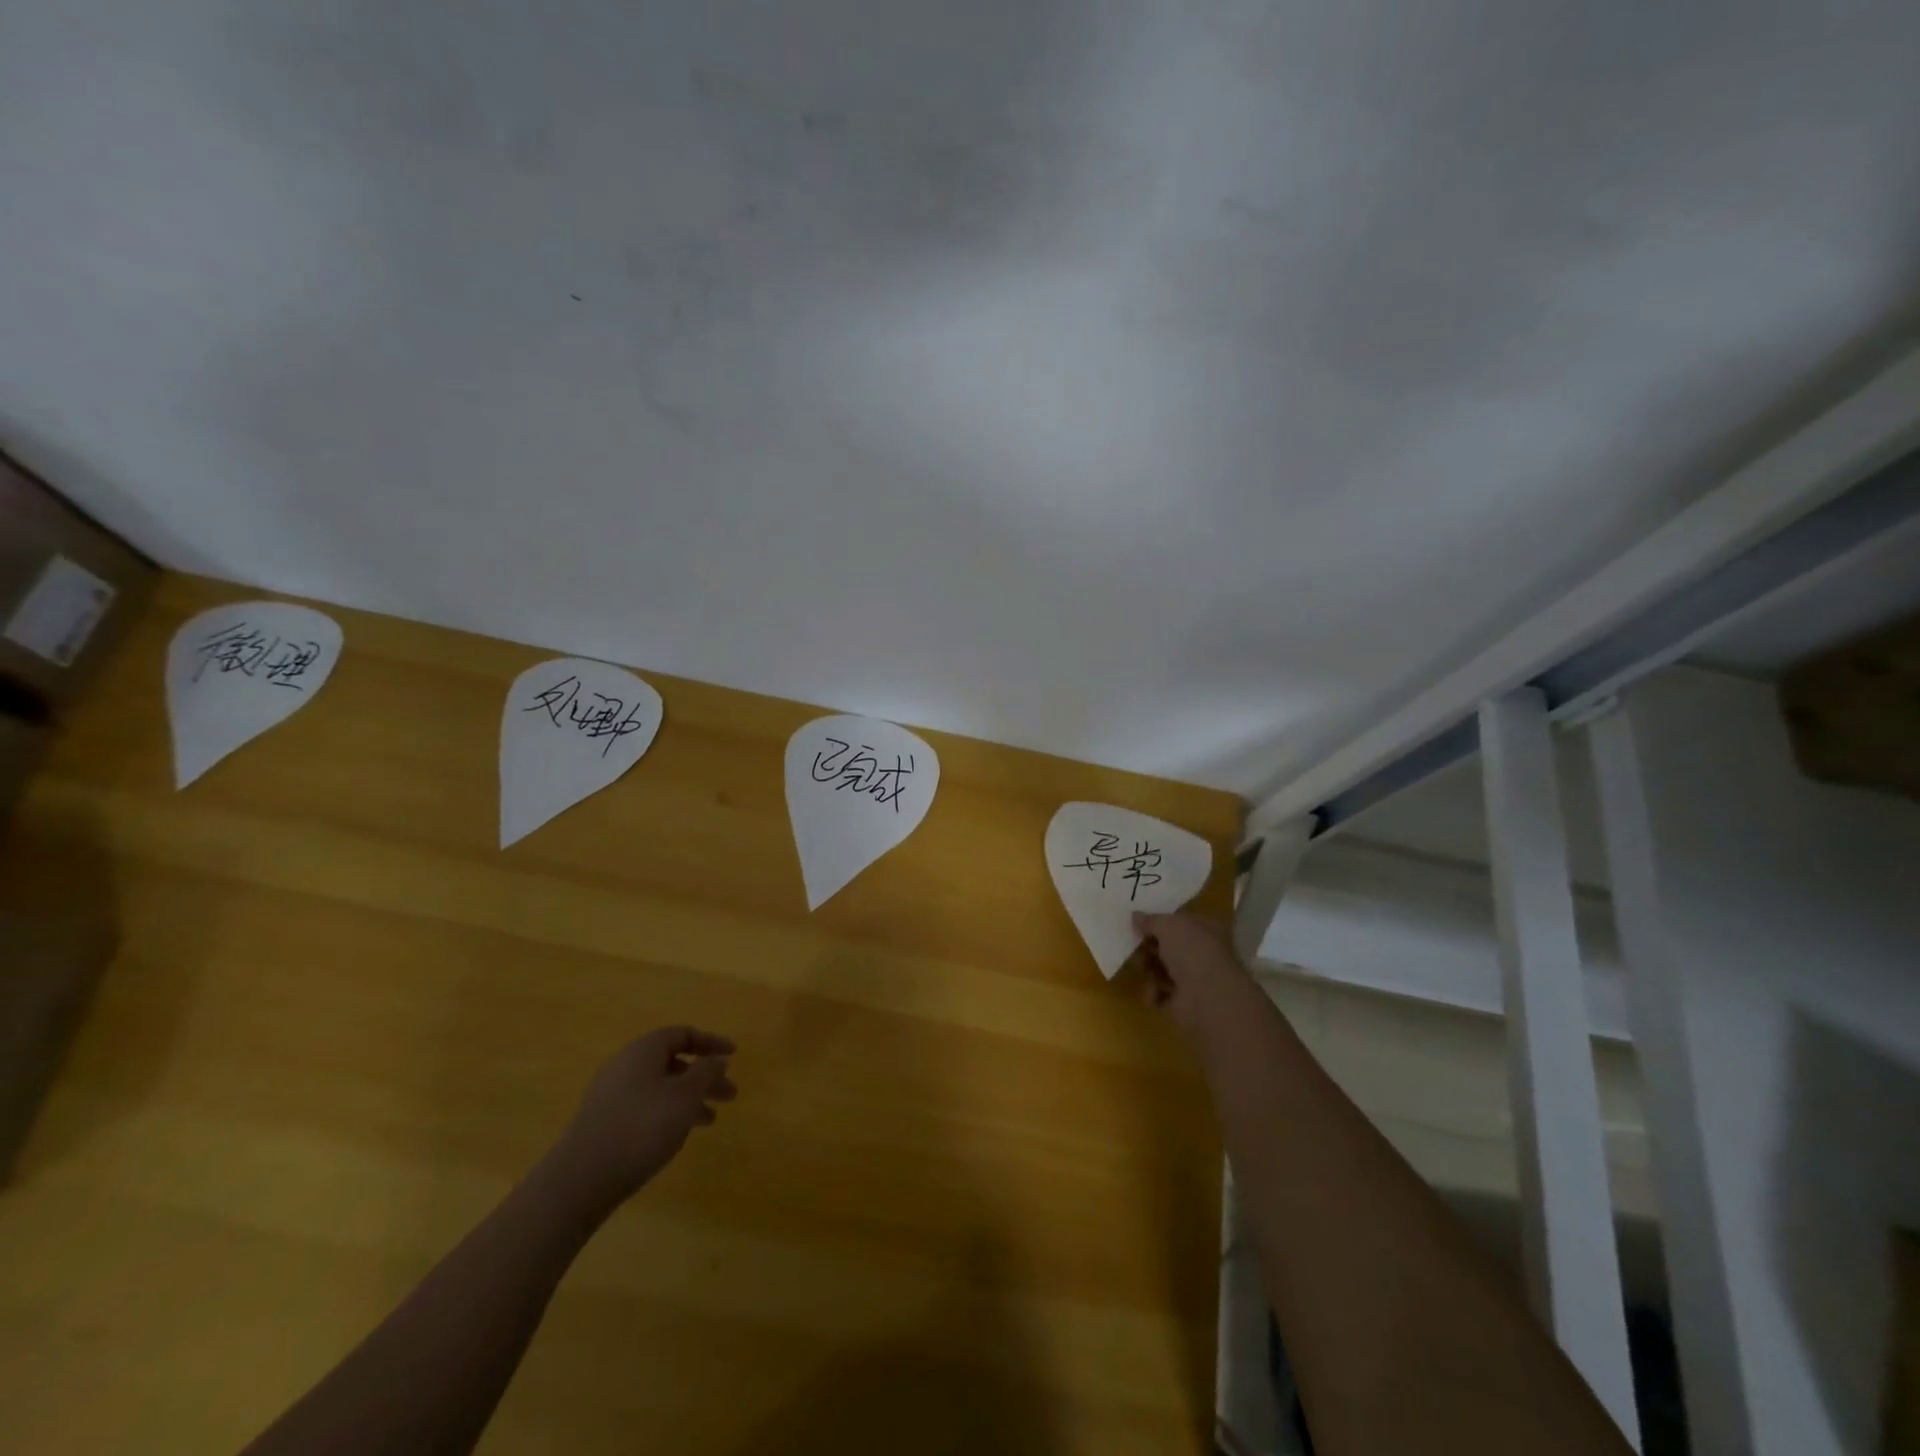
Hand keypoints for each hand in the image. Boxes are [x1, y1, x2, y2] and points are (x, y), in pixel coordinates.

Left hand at [550, 1026, 736, 1207]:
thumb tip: (717, 1058)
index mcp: (644, 1050)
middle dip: (704, 1076)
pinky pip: (645, 1105)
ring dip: (688, 1098)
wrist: (581, 1180)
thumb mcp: (684, 1097)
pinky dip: (668, 1112)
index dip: (711, 1042)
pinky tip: (677, 1134)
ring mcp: (611, 1094)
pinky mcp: (603, 1121)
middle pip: (673, 1061)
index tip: (733, 1056)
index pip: (683, 1034)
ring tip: (710, 1121)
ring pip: (660, 1086)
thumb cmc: (641, 1127)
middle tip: (729, 1095)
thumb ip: (706, 1072)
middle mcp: (625, 1064)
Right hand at [1131, 912, 1250, 1033]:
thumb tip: (1136, 916)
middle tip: (1136, 946)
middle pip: (1169, 946)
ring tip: (1144, 970)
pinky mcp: (1185, 1002)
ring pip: (1163, 969)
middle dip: (1150, 947)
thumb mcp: (1167, 925)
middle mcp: (1203, 952)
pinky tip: (1153, 992)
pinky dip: (1154, 993)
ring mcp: (1195, 978)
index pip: (1181, 921)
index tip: (1139, 924)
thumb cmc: (1191, 950)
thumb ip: (1150, 920)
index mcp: (1206, 928)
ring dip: (1149, 969)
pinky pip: (1161, 993)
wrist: (1207, 996)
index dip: (1161, 922)